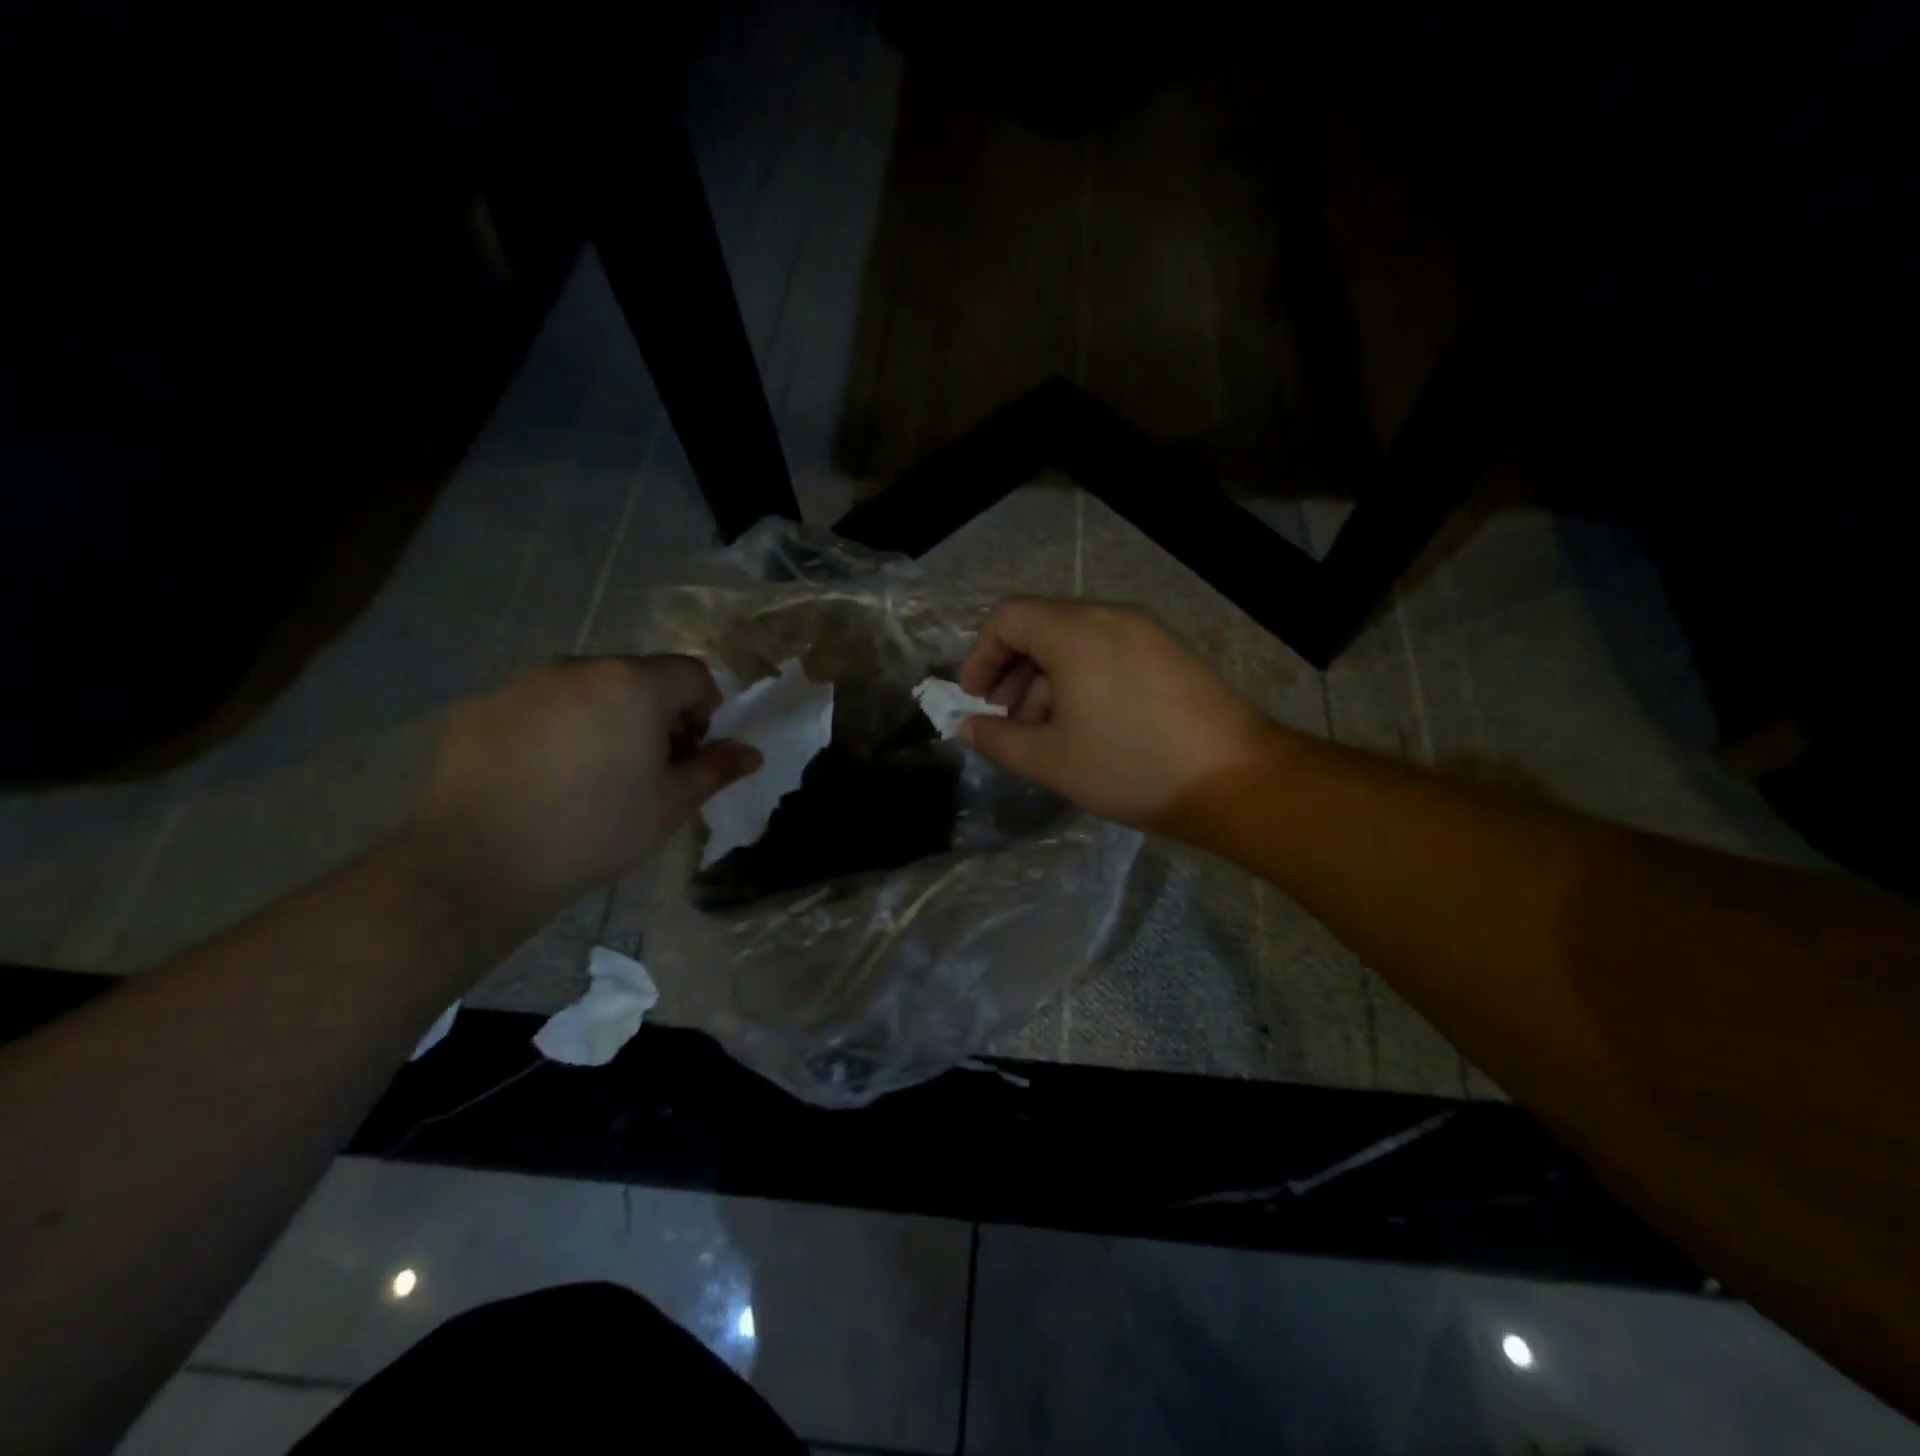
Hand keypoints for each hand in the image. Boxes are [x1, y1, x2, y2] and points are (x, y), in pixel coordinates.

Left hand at [412, 656, 760, 916]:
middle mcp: (581, 667)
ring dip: (607, 717)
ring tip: (592, 774)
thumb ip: (716, 768)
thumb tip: (752, 753)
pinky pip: (541, 705)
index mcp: (634, 684)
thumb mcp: (671, 804)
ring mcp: (525, 683)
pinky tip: (544, 778)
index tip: (691, 752)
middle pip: (639, 677)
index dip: (706, 710)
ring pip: (588, 689)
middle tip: (648, 767)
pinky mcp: (483, 706)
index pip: (692, 674)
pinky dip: (557, 728)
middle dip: (656, 713)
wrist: (479, 863)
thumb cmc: (596, 829)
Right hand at [957, 598, 1275, 828]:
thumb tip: (964, 726)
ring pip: (1076, 641)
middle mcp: (1110, 615)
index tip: (976, 699)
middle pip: (1042, 626)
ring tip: (1046, 732)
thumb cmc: (1130, 766)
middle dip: (1013, 672)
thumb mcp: (1051, 759)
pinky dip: (1083, 678)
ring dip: (1047, 679)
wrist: (1234, 778)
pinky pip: (1109, 651)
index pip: (1008, 617)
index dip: (981, 656)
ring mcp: (1146, 630)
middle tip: (1007, 720)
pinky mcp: (1170, 651)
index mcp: (1075, 631)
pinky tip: (1088, 725)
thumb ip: (998, 738)